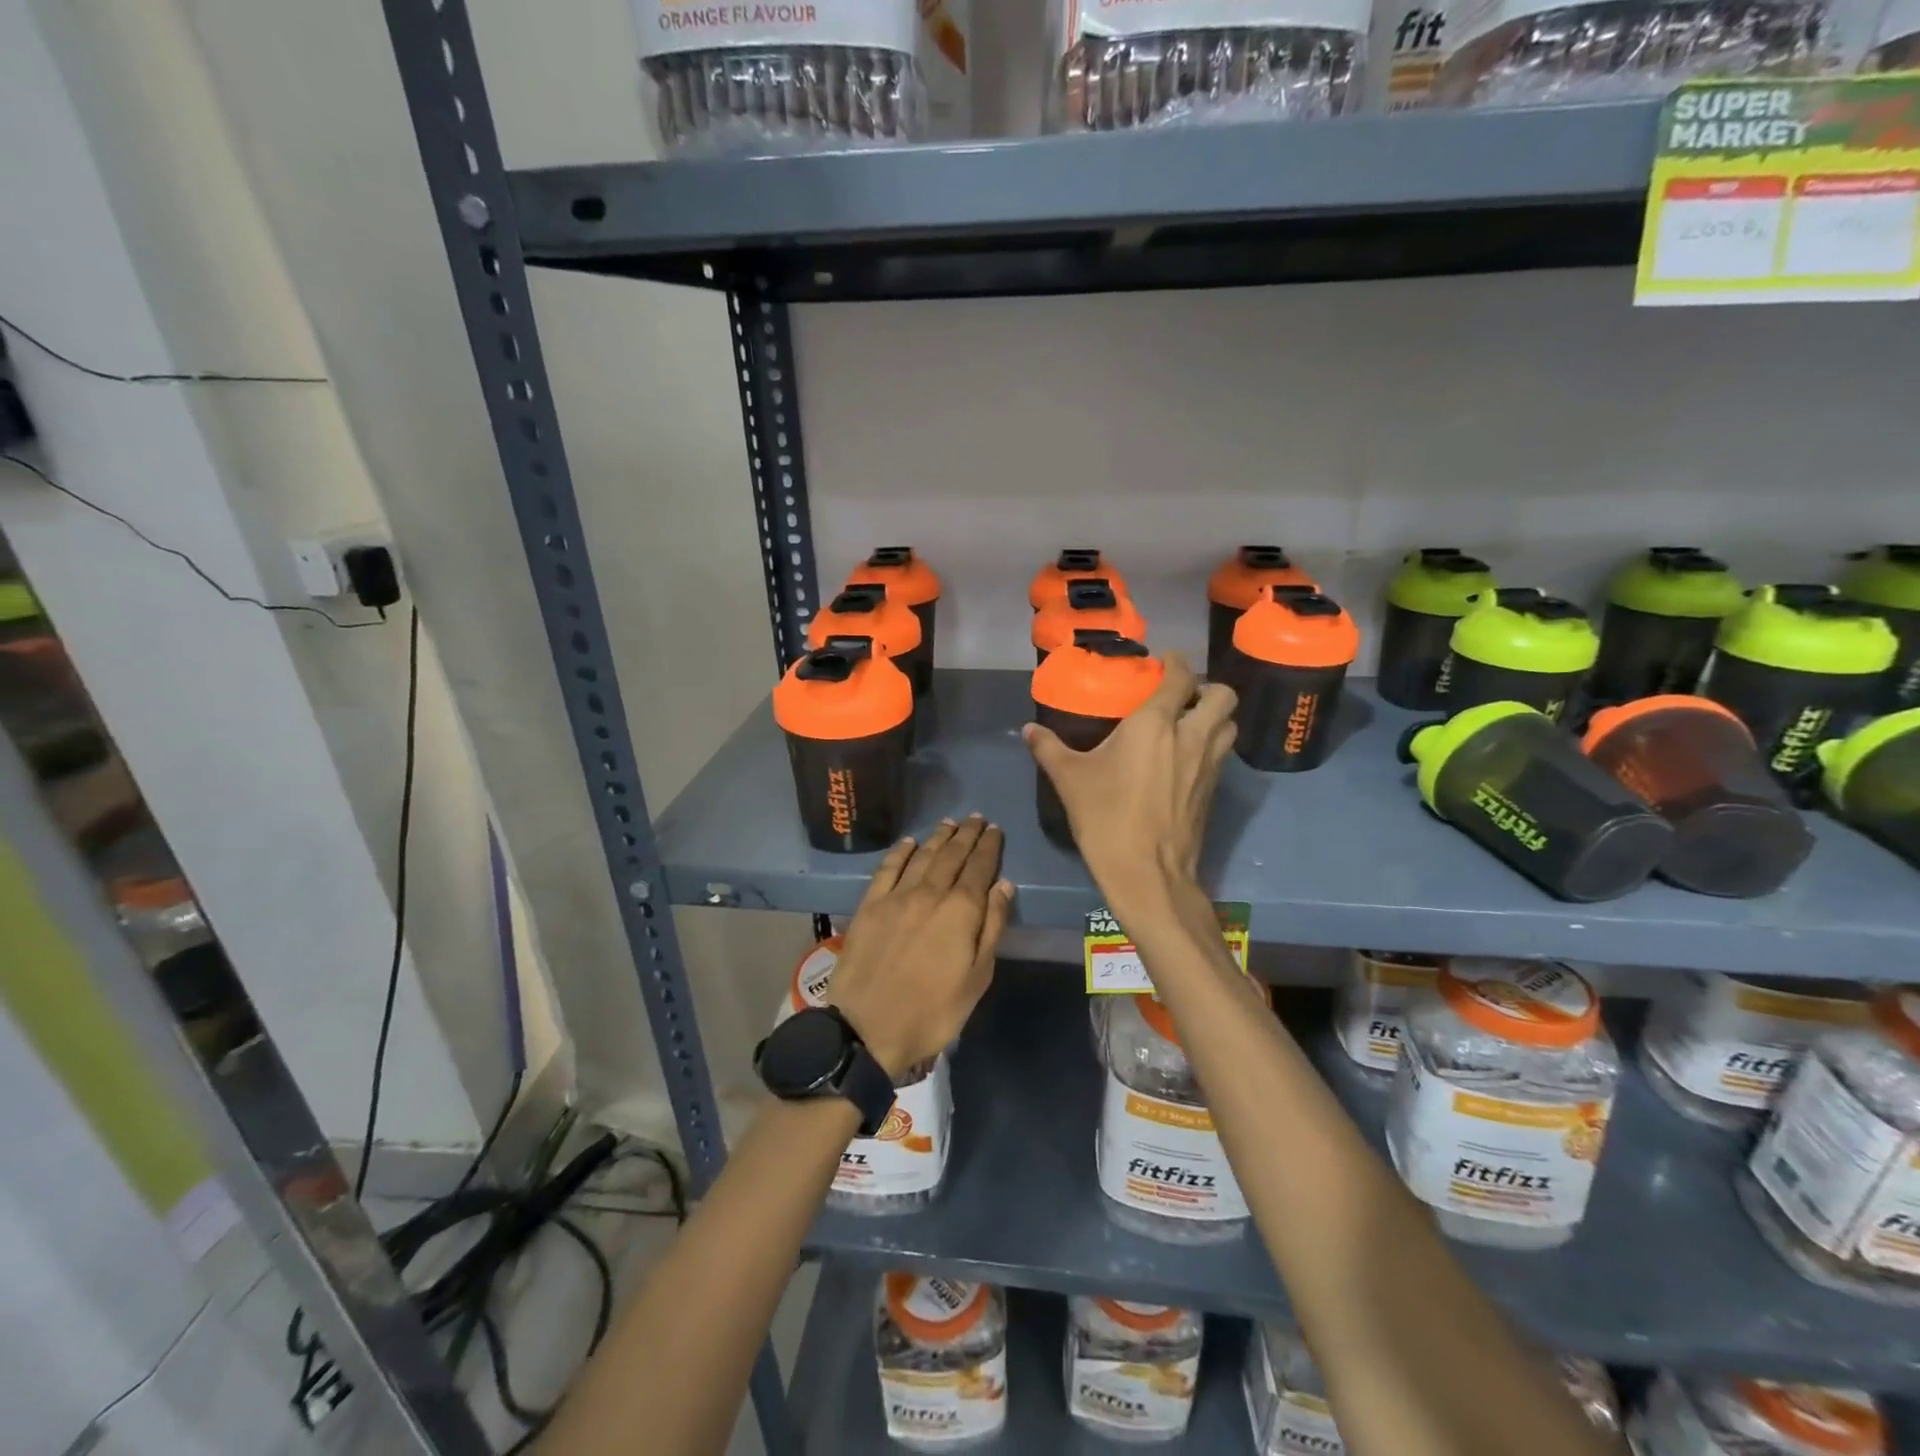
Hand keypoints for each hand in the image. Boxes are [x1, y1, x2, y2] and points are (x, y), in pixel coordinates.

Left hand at [827, 816, 1015, 1079]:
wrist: (866, 1028)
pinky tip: (909, 842)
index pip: (979, 868)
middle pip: (952, 855)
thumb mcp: (976, 979)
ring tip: (951, 823)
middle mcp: (929, 893)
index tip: (995, 830)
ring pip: (922, 856)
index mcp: (960, 911)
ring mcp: (896, 896)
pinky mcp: (869, 905)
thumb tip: (1003, 885)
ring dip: (938, 837)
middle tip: (977, 818)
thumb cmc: (932, 1012)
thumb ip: (992, 928)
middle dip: (967, 834)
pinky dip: (900, 851)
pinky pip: (887, 868)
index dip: (989, 847)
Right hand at [1023, 652, 1235, 909]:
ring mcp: (1209, 765)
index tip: (1164, 662)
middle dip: (1206, 688)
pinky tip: (1186, 759)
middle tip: (1181, 696)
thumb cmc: (1106, 818)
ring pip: (1230, 724)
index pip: (1181, 677)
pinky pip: (1224, 754)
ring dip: (1215, 716)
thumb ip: (1049, 748)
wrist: (1147, 873)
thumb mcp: (1070, 780)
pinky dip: (1212, 745)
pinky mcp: (1214, 791)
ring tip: (1189, 723)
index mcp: (1156, 724)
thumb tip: (1028, 729)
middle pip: (1223, 695)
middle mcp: (1191, 736)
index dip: (1176, 663)